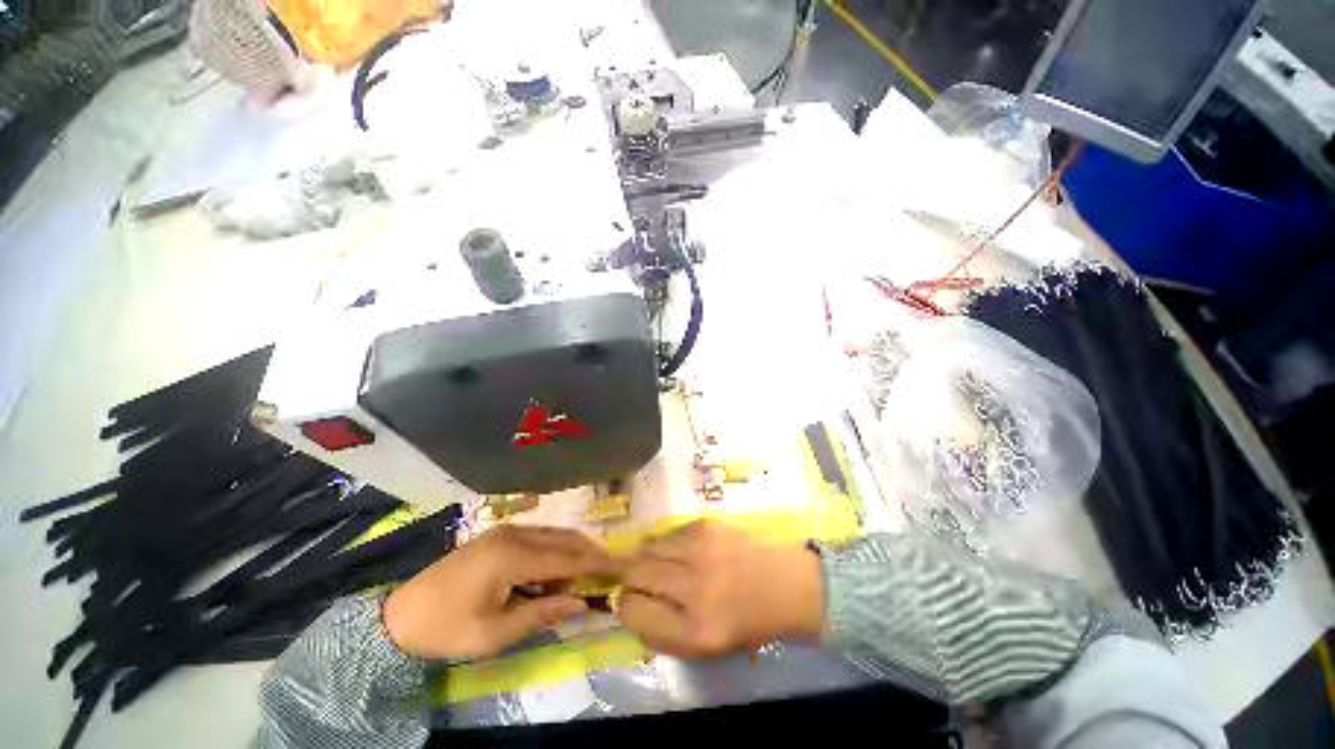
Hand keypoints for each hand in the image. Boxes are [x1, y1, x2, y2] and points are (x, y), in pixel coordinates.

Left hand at [383, 525, 616, 659]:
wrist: (401, 615)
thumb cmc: (448, 629)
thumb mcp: (496, 633)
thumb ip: (543, 612)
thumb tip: (582, 603)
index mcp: (512, 555)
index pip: (566, 557)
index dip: (595, 564)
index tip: (620, 569)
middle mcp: (514, 533)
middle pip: (565, 539)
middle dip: (589, 554)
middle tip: (608, 574)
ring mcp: (507, 530)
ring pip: (554, 534)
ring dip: (574, 552)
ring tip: (587, 576)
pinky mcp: (501, 534)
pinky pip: (540, 536)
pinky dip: (557, 550)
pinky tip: (559, 569)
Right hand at [616, 520, 824, 658]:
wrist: (783, 585)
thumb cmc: (742, 622)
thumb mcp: (702, 647)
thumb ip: (659, 631)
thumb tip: (625, 602)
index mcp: (695, 632)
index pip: (633, 611)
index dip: (624, 605)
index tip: (628, 601)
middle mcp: (695, 589)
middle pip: (636, 573)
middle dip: (625, 574)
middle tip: (623, 573)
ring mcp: (701, 551)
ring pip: (649, 547)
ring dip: (643, 555)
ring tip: (650, 560)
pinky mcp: (706, 526)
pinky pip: (669, 533)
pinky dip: (666, 543)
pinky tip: (678, 550)